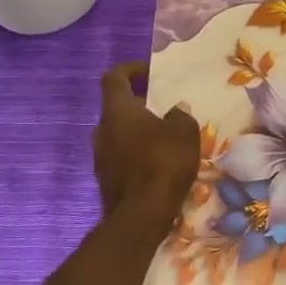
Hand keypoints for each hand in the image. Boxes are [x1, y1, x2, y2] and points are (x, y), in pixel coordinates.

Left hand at [94, 62, 199, 229]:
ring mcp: (100, 155)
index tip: (149, 71)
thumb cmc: (163, 162)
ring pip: (119, 133)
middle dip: (139, 104)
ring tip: (164, 136)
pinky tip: (158, 162)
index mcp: (118, 110)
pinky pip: (121, 155)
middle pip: (117, 107)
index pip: (114, 78)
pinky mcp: (106, 178)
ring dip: (138, 130)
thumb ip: (180, 116)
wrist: (141, 214)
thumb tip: (175, 111)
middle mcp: (102, 129)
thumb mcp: (185, 133)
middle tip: (163, 107)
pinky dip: (136, 152)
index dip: (131, 69)